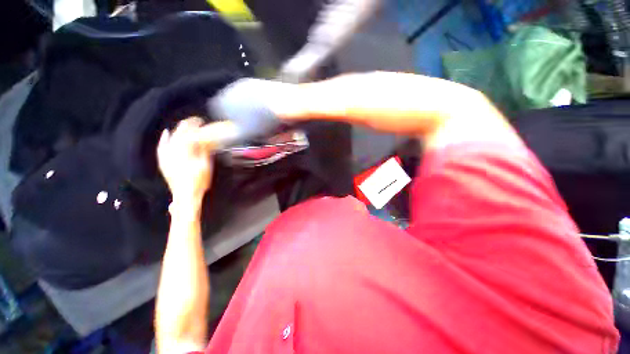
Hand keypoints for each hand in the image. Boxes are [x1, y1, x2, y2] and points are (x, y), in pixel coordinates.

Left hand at [157, 117, 213, 204]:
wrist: (186, 195)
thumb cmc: (199, 181)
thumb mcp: (205, 165)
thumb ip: (203, 151)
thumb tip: (204, 140)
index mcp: (185, 151)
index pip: (189, 134)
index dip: (195, 126)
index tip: (201, 121)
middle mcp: (172, 151)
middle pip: (179, 134)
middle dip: (187, 126)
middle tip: (195, 121)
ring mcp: (166, 156)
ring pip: (171, 138)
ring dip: (178, 130)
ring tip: (184, 125)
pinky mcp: (164, 161)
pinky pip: (162, 146)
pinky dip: (164, 139)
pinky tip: (166, 133)